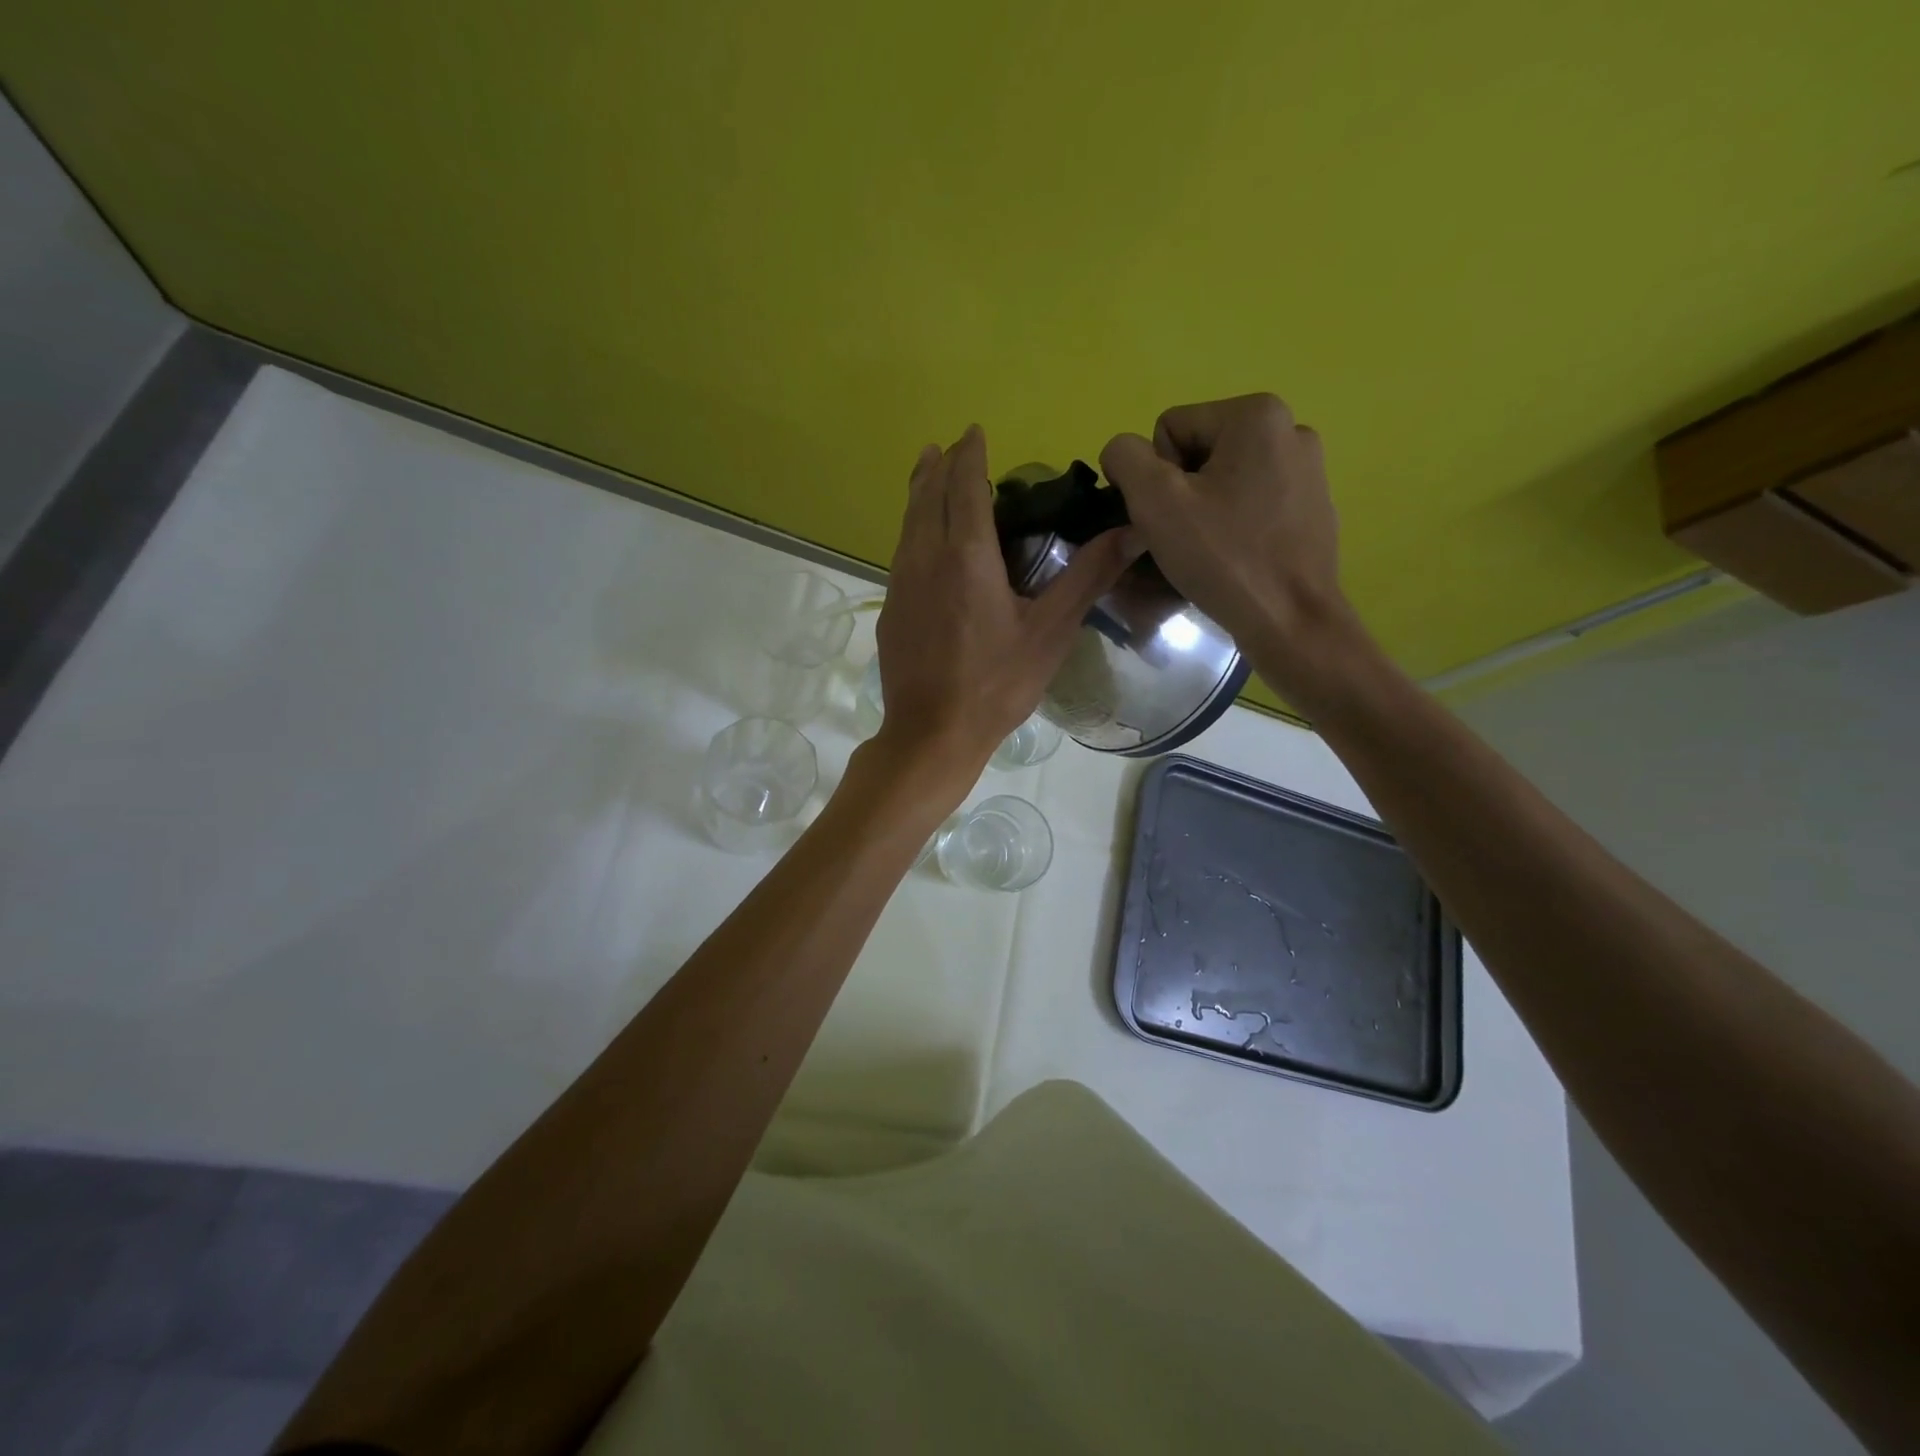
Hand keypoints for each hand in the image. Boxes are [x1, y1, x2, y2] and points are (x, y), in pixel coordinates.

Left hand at [871, 425, 1132, 793]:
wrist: (931, 734)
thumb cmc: (996, 684)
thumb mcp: (1050, 631)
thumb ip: (1087, 576)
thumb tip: (1133, 530)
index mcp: (965, 556)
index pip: (964, 485)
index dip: (970, 454)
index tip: (975, 431)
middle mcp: (924, 558)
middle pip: (926, 496)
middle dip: (939, 466)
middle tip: (949, 446)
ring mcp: (900, 585)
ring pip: (906, 523)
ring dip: (920, 493)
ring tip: (928, 474)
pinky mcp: (890, 611)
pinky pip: (901, 553)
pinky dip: (913, 529)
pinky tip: (922, 543)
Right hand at [1099, 394, 1358, 704]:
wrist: (1290, 622)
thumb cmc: (1223, 558)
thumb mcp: (1154, 501)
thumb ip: (1126, 458)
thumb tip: (1124, 452)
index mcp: (1256, 414)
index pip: (1169, 429)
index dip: (1155, 477)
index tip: (1171, 518)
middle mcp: (1291, 428)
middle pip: (1198, 452)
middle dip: (1182, 492)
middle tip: (1186, 538)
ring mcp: (1309, 469)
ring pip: (1224, 480)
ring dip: (1205, 510)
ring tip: (1210, 551)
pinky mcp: (1314, 507)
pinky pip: (1253, 503)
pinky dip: (1235, 525)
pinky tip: (1237, 557)